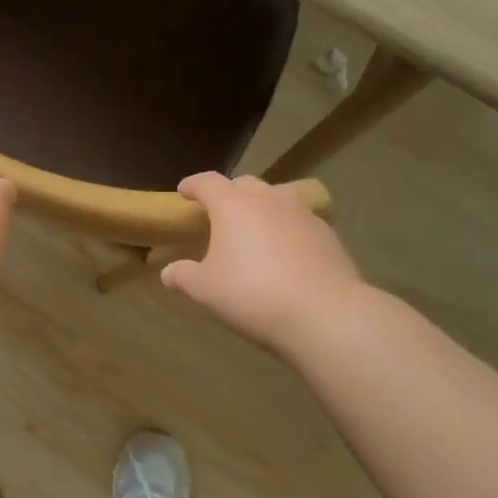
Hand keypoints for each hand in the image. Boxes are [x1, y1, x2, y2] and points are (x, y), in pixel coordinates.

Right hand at [161, 172, 369, 351]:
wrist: (326, 315)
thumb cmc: (253, 295)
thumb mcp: (206, 290)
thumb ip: (184, 276)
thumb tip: (169, 272)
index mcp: (233, 205)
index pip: (207, 182)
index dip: (193, 185)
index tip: (184, 191)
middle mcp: (268, 199)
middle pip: (244, 184)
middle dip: (229, 194)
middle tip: (220, 214)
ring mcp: (302, 214)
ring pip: (277, 198)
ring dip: (262, 208)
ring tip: (256, 231)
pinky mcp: (328, 234)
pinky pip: (300, 222)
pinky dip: (288, 229)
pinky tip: (287, 254)